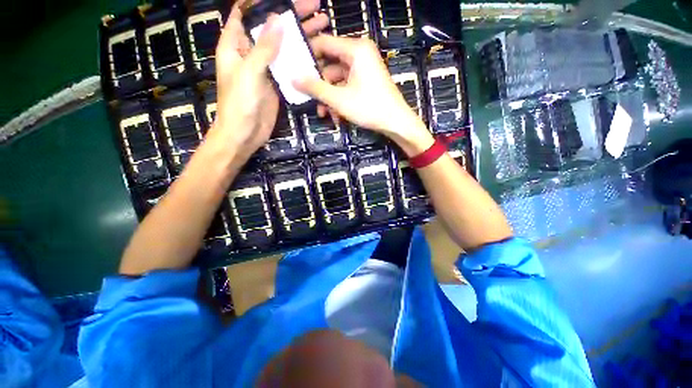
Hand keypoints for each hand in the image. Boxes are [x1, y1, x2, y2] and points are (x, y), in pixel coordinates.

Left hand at [208, 0, 327, 161]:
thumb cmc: (239, 103)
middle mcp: (251, 53)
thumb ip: (263, 48)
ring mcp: (266, 69)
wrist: (245, 133)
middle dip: (292, 16)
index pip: (247, 14)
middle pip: (272, 29)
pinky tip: (316, 55)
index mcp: (235, 45)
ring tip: (322, 26)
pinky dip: (301, 61)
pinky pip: (290, 68)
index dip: (263, 4)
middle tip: (315, 8)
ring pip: (284, 48)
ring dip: (301, 37)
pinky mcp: (277, 84)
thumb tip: (278, 20)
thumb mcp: (249, 72)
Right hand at [294, 35, 433, 155]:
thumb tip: (293, 78)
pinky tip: (336, 116)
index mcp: (355, 49)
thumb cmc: (369, 108)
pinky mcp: (366, 81)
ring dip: (329, 98)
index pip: (323, 43)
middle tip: (309, 99)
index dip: (307, 56)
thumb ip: (315, 88)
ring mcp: (363, 68)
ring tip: (324, 114)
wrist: (396, 122)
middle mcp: (359, 54)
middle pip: (330, 64)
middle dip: (320, 85)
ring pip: (337, 79)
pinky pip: (347, 86)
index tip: (294, 70)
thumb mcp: (339, 99)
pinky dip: (340, 100)